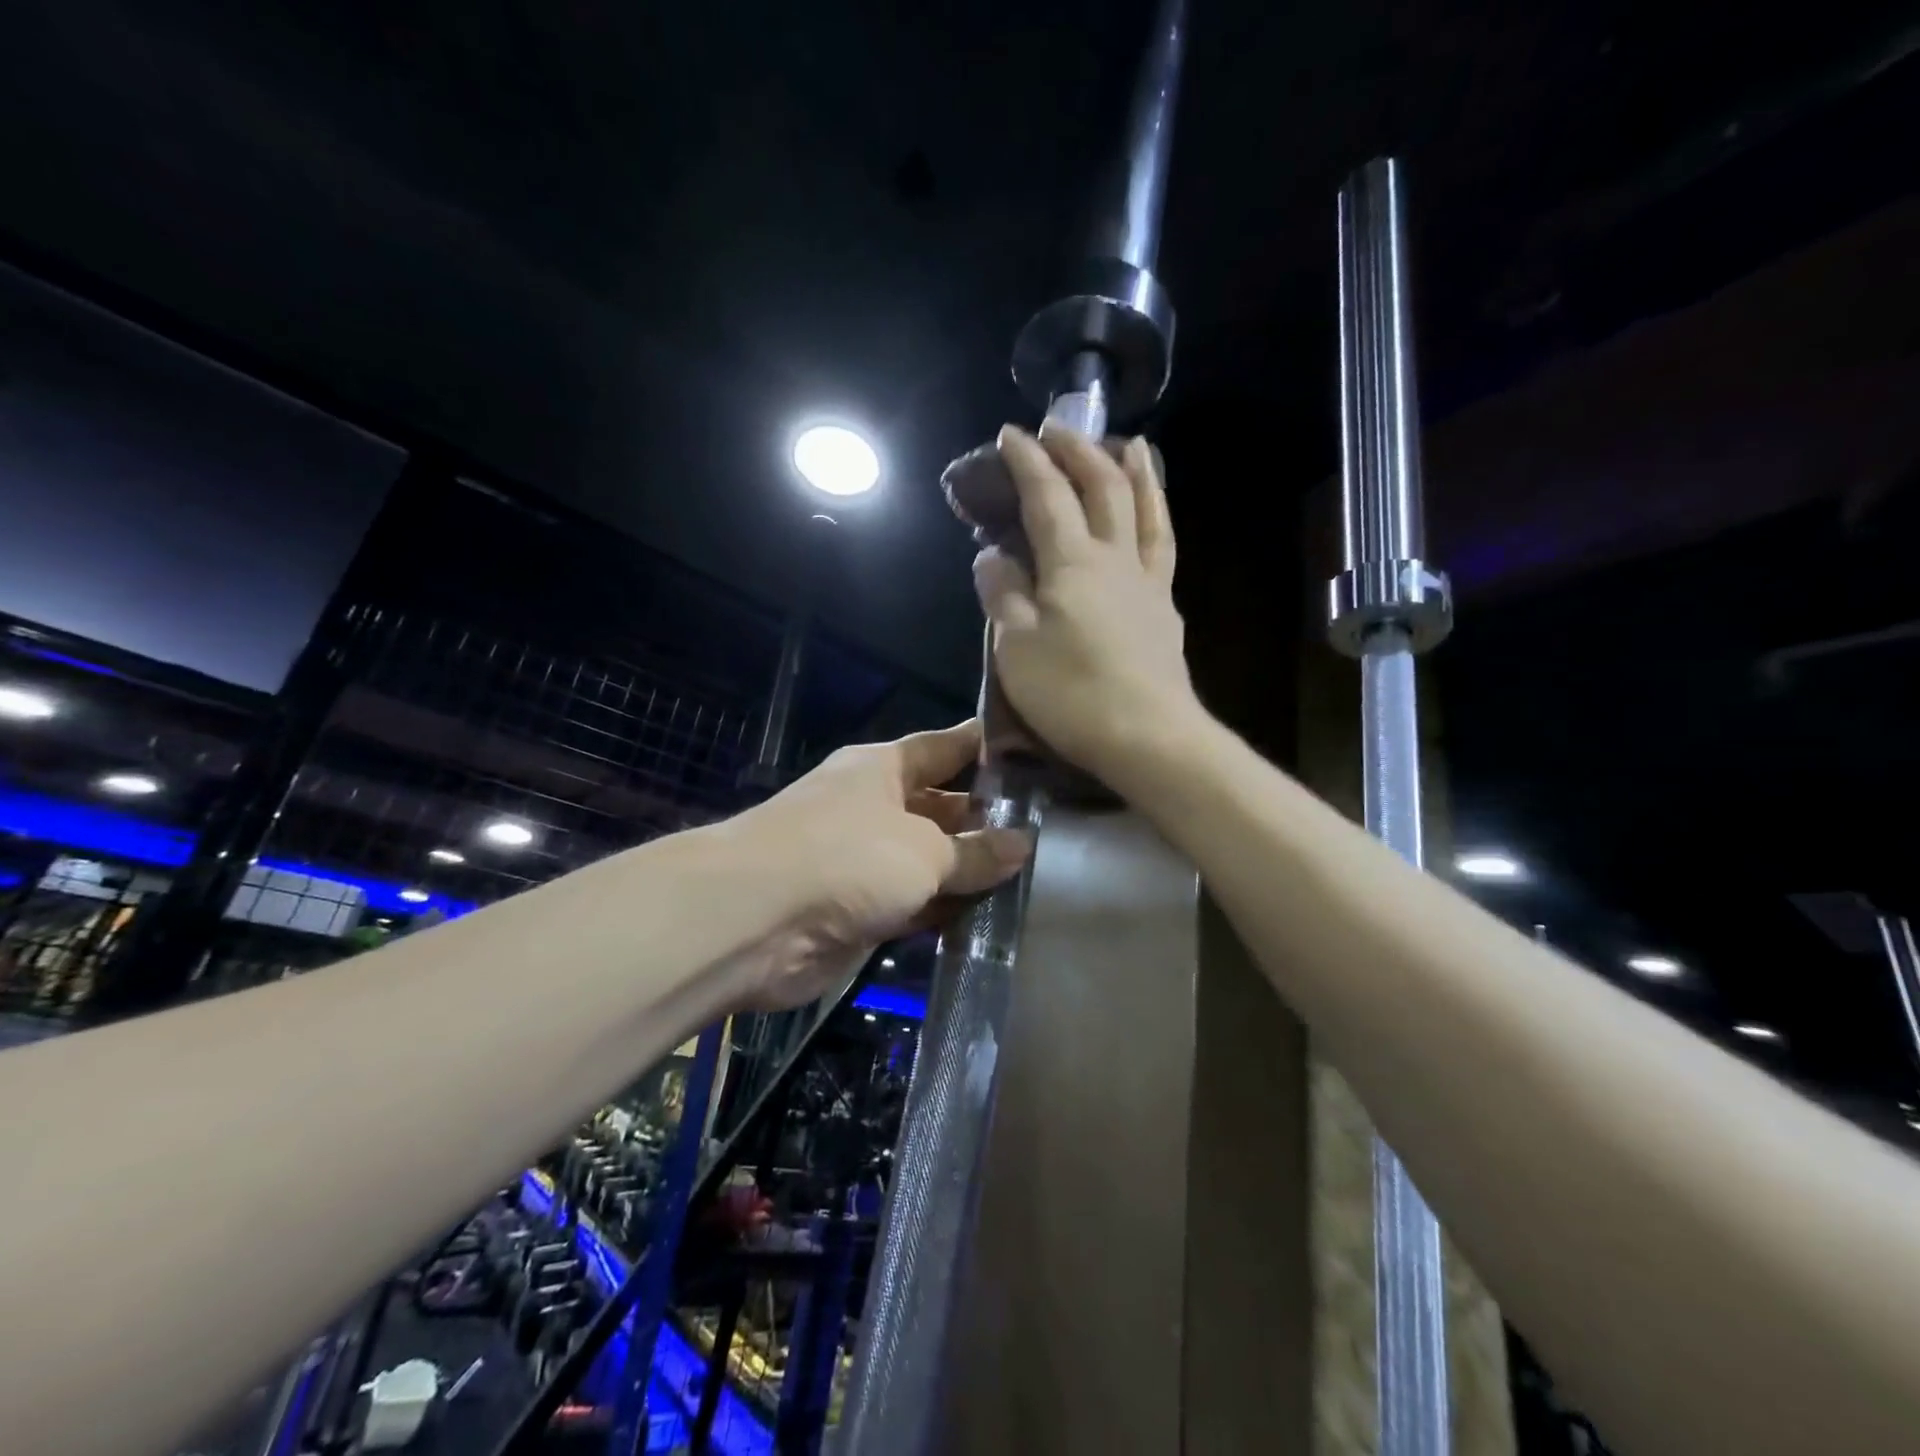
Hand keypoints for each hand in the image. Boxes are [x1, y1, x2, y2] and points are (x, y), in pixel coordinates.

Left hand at [719, 721, 1028, 1009]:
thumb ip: (975, 851)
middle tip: (1048, 831)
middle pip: (939, 807)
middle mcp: (873, 808)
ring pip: (929, 862)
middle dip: (985, 820)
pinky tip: (990, 919)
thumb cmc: (846, 855)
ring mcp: (863, 861)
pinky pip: (914, 906)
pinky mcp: (858, 911)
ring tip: (1034, 877)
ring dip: (968, 872)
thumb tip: (1023, 844)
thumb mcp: (923, 849)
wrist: (755, 920)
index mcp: (882, 769)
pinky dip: (944, 912)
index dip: (984, 747)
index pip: (943, 747)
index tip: (1031, 750)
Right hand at [972, 423, 1203, 785]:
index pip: (1046, 496)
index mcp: (1072, 562)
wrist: (1149, 738)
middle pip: (1103, 488)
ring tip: (1133, 445)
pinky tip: (1153, 522)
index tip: (1010, 434)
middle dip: (1079, 451)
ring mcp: (1148, 583)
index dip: (1027, 461)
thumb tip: (992, 556)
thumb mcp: (1016, 647)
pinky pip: (1164, 547)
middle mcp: (1115, 559)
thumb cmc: (1072, 694)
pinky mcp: (1166, 611)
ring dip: (1137, 472)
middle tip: (1060, 428)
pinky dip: (1157, 519)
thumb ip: (1003, 595)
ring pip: (1147, 511)